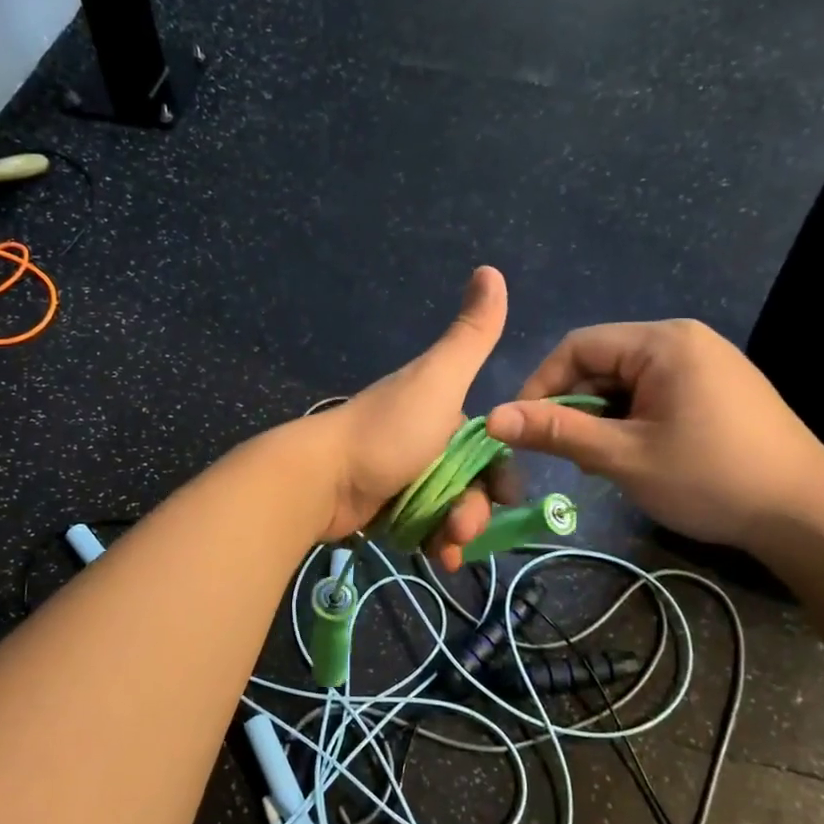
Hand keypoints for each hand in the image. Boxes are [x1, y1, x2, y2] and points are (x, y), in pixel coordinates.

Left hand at [308, 267, 507, 542]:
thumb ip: (471, 333)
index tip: (502, 498)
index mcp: (440, 410)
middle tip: (462, 531)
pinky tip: (435, 555)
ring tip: (445, 549)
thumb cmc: (388, 431)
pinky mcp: (385, 508)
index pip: (490, 448)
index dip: (501, 474)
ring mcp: (403, 476)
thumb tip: (491, 268)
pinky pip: (425, 528)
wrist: (321, 478)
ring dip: (457, 531)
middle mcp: (425, 441)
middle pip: (472, 484)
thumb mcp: (439, 379)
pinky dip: (434, 542)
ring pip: (451, 510)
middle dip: (477, 510)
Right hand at [468, 319, 823, 551]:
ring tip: (604, 463)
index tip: (524, 429)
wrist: (809, 515)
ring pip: (626, 383)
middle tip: (571, 457)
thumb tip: (492, 418)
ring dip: (603, 420)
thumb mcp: (624, 456)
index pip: (577, 347)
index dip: (542, 386)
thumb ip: (557, 433)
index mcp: (662, 342)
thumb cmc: (711, 478)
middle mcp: (684, 341)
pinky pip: (654, 394)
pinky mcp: (717, 389)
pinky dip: (632, 422)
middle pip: (602, 364)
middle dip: (576, 408)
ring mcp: (705, 364)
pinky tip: (636, 457)